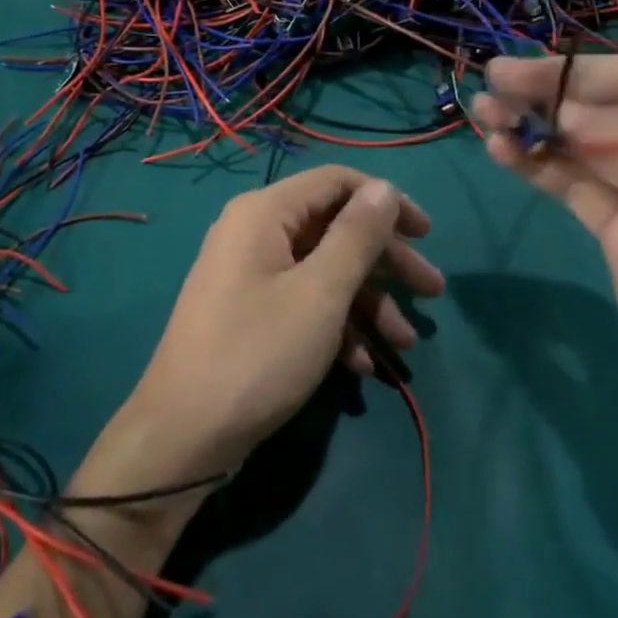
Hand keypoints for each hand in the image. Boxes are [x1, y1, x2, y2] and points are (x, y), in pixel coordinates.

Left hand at [101, 167, 443, 488]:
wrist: (184, 435)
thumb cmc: (258, 353)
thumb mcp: (320, 294)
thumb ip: (357, 236)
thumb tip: (383, 187)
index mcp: (265, 212)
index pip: (336, 182)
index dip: (386, 201)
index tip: (427, 235)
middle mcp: (254, 232)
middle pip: (334, 228)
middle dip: (386, 261)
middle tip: (432, 293)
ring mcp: (249, 274)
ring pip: (322, 271)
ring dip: (367, 303)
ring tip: (405, 345)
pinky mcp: (249, 312)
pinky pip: (302, 302)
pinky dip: (335, 326)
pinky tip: (360, 366)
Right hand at [473, 55, 617, 452]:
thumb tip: (564, 112)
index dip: (577, 71)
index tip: (517, 71)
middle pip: (606, 108)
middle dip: (547, 96)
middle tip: (489, 86)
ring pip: (582, 145)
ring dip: (534, 128)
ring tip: (483, 117)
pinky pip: (573, 184)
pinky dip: (537, 166)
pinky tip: (502, 153)